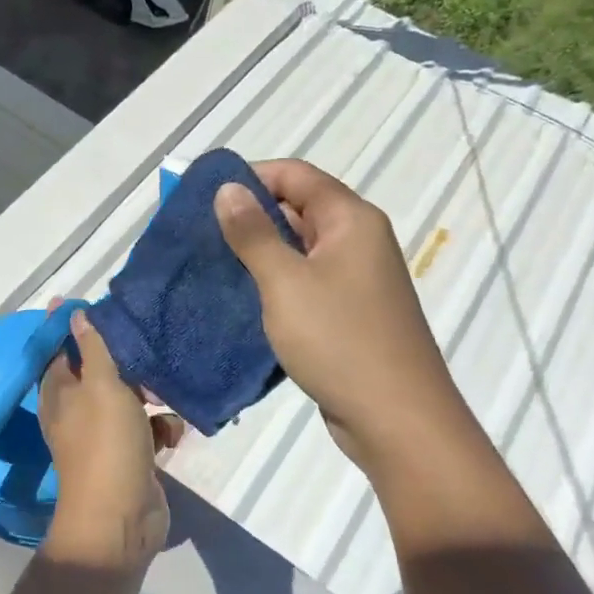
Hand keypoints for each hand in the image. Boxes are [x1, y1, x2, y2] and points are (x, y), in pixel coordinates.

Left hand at [39, 308, 182, 572]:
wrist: (121, 518)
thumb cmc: (105, 443)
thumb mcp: (101, 386)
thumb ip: (93, 348)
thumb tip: (72, 312)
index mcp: (60, 392)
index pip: (63, 348)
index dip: (78, 326)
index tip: (105, 305)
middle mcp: (78, 410)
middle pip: (102, 372)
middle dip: (128, 362)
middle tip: (152, 345)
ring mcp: (106, 434)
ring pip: (130, 400)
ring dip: (152, 395)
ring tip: (170, 387)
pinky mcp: (131, 454)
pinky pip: (149, 428)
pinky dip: (162, 427)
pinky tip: (175, 430)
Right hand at [215, 160, 453, 474]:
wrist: (395, 419)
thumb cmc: (340, 340)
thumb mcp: (286, 282)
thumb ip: (254, 233)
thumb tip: (228, 188)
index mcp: (351, 220)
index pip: (295, 175)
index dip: (249, 176)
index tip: (203, 195)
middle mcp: (357, 241)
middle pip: (298, 209)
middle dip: (248, 217)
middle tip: (197, 234)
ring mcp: (355, 280)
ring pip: (298, 250)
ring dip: (258, 253)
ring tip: (209, 265)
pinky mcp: (347, 313)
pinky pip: (304, 283)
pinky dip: (273, 284)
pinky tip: (239, 299)